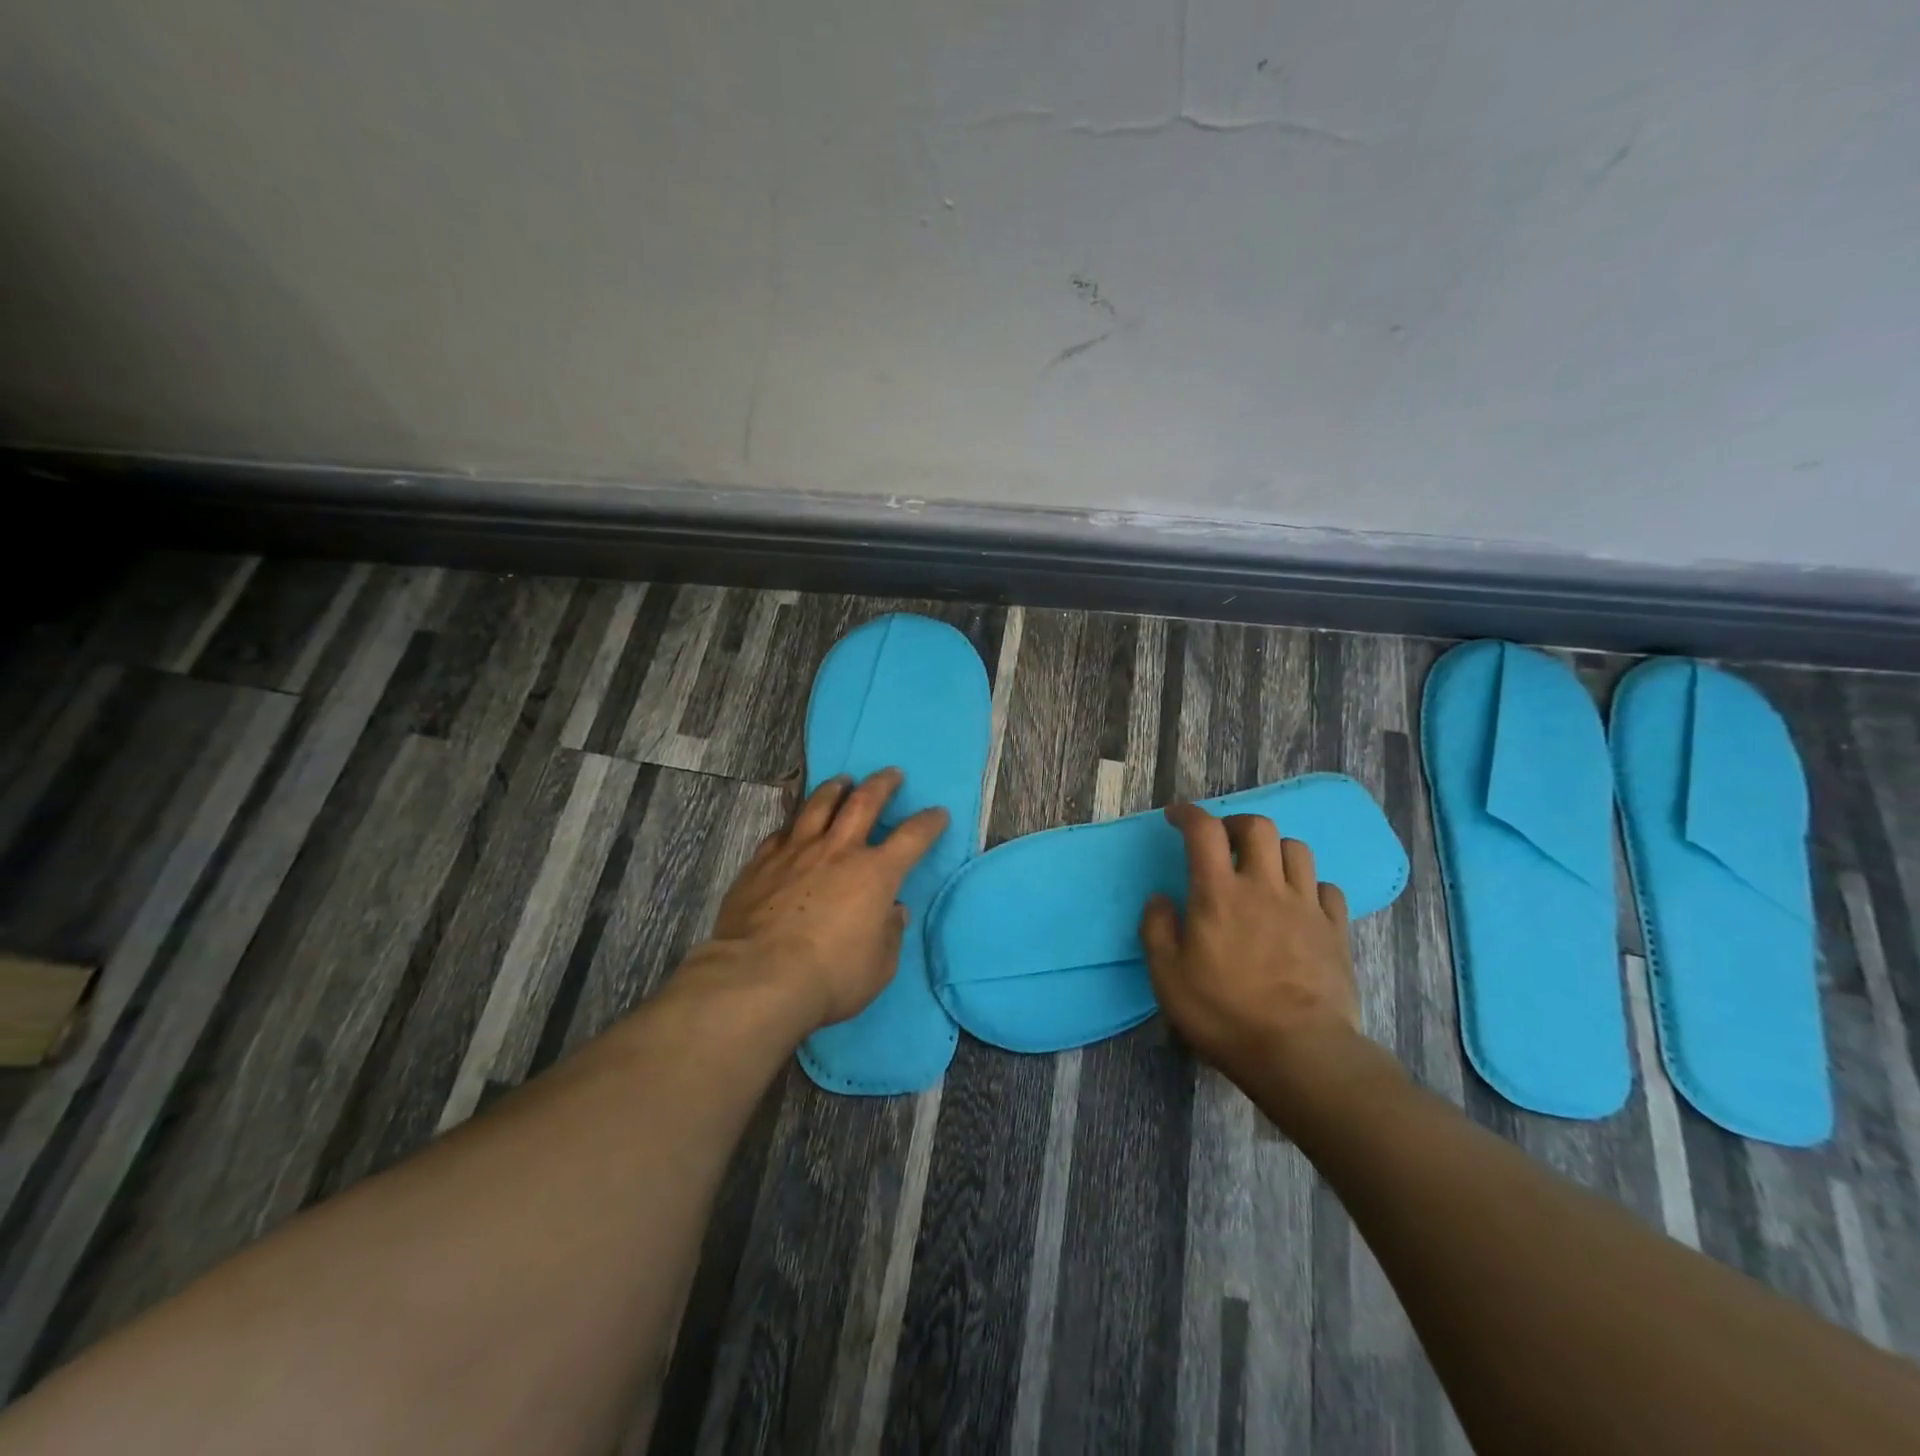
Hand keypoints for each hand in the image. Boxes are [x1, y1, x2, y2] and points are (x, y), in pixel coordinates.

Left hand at [705, 768, 949, 1030]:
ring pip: (818, 806)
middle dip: (882, 784)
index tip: (938, 814)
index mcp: (876, 873)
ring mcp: (796, 852)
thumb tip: (893, 911)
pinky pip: (780, 833)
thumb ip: (889, 933)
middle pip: (864, 802)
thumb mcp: (880, 966)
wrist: (760, 977)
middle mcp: (838, 851)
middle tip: (891, 773)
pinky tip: (793, 825)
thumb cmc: (832, 976)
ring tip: (842, 781)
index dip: (929, 822)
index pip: (913, 837)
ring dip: (835, 789)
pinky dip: (793, 824)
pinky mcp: (761, 863)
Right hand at [1140, 803, 1364, 1086]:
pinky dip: (1309, 885)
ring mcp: (1305, 906)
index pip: (1204, 830)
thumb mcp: (1167, 978)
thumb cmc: (1224, 1014)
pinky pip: (1327, 888)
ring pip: (1297, 849)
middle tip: (1223, 842)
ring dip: (1274, 850)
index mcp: (1219, 894)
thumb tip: (1161, 898)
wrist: (1300, 1053)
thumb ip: (1157, 930)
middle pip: (1258, 827)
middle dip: (1236, 823)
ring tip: (1263, 870)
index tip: (1176, 817)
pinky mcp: (1335, 930)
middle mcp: (1264, 887)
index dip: (1188, 814)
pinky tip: (1299, 903)